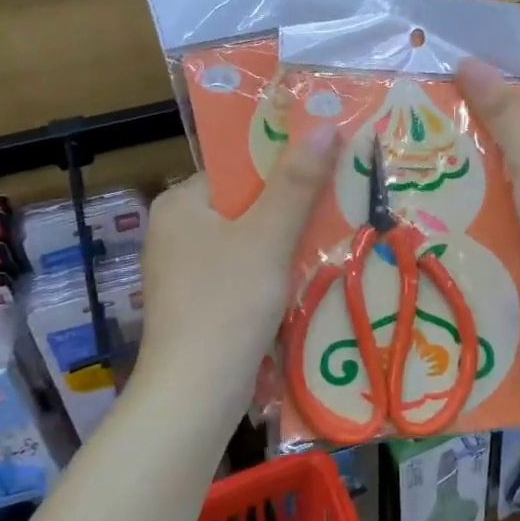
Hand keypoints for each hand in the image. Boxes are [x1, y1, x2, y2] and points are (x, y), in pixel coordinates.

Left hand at [134, 124, 338, 408]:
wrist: (195, 396)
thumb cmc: (227, 304)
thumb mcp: (268, 236)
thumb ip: (297, 182)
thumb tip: (324, 124)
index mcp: (181, 203)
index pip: (238, 166)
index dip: (284, 163)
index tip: (329, 164)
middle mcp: (177, 230)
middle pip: (247, 202)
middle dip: (293, 204)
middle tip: (342, 198)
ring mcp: (187, 269)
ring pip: (250, 239)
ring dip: (289, 239)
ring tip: (337, 232)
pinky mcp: (201, 302)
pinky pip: (246, 269)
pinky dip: (275, 269)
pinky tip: (309, 274)